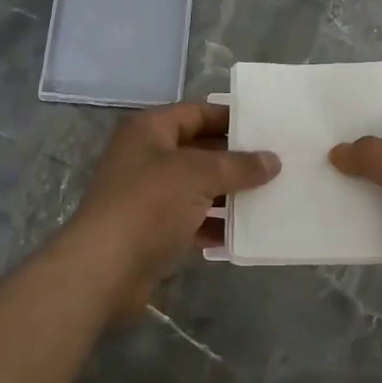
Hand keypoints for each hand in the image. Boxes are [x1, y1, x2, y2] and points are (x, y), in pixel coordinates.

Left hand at [64, 102, 279, 319]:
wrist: (104, 269)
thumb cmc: (149, 204)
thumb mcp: (198, 175)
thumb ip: (238, 166)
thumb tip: (273, 160)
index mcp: (151, 130)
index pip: (197, 113)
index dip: (230, 118)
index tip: (266, 127)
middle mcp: (148, 157)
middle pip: (200, 150)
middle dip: (235, 159)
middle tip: (277, 163)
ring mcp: (149, 195)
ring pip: (198, 187)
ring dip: (229, 194)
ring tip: (271, 196)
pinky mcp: (153, 230)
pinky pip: (192, 219)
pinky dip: (215, 224)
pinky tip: (245, 233)